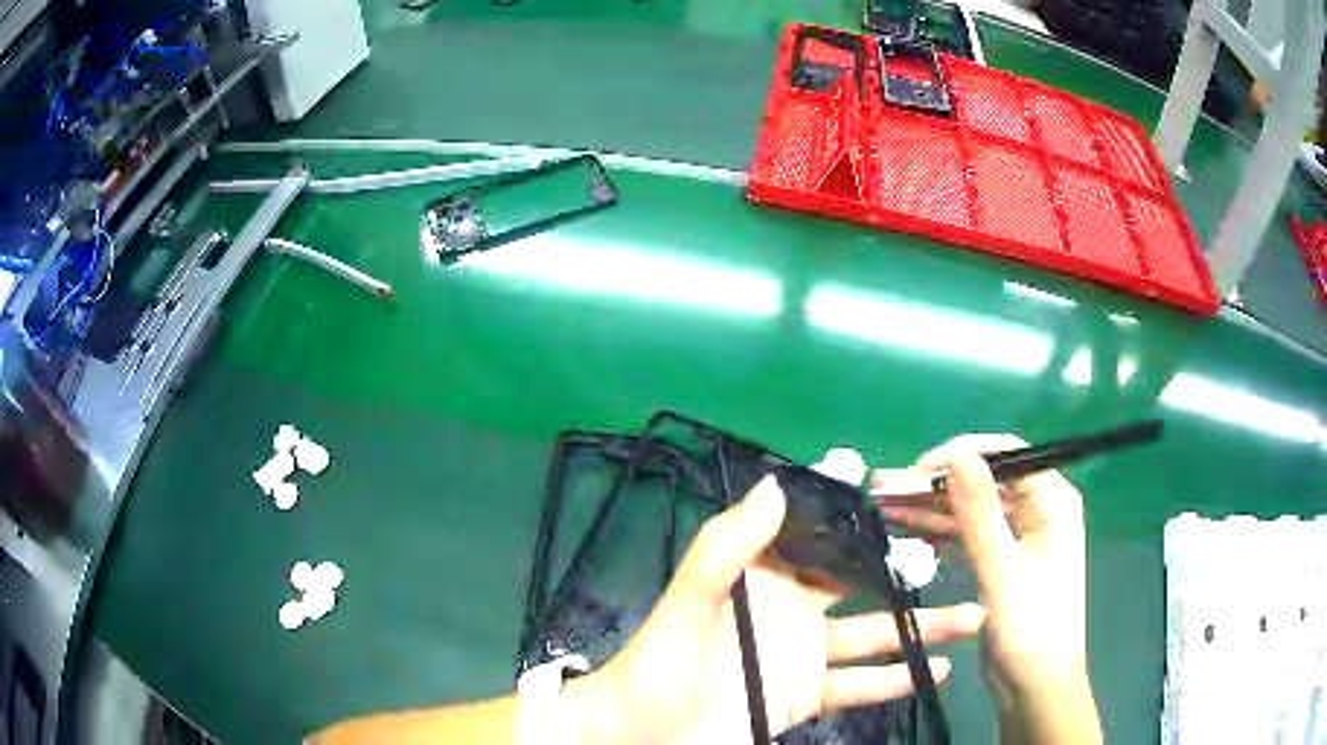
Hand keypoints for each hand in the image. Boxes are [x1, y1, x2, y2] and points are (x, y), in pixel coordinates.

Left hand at [568, 473, 985, 743]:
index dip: (853, 511)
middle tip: (960, 556)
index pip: (816, 533)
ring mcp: (803, 655)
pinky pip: (860, 684)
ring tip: (972, 616)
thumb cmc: (662, 665)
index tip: (905, 490)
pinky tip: (937, 669)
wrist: (647, 735)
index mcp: (763, 576)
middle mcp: (791, 609)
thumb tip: (777, 483)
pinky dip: (896, 678)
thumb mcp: (689, 602)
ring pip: (873, 634)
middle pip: (859, 582)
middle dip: (905, 571)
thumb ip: (726, 548)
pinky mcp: (807, 695)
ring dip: (920, 627)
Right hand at [873, 435, 1101, 743]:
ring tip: (884, 506)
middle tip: (884, 489)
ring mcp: (1022, 534)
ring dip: (932, 507)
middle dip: (936, 484)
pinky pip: (971, 533)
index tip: (913, 471)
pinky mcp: (1006, 559)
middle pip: (984, 481)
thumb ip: (979, 511)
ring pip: (973, 507)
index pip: (1005, 455)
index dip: (958, 456)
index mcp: (1052, 501)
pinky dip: (942, 531)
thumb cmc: (1029, 629)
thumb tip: (956, 453)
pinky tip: (908, 529)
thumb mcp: (1001, 570)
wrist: (1035, 687)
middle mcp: (1040, 508)